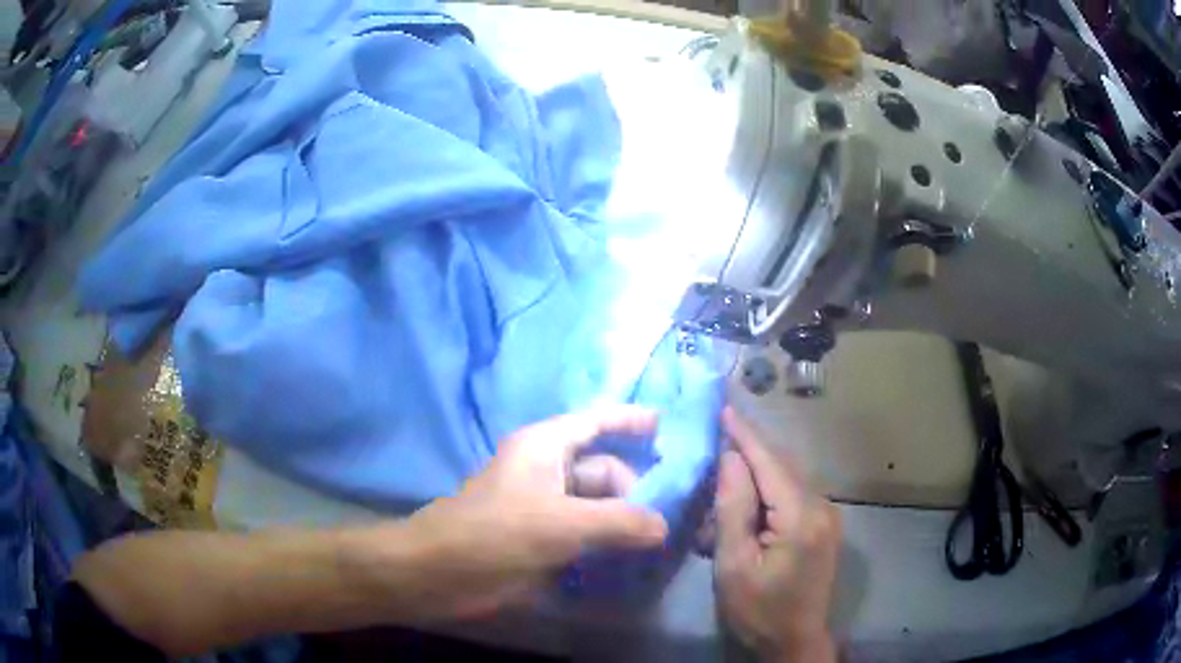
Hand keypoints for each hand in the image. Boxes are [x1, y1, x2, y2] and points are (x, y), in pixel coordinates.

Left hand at [361, 405, 668, 621]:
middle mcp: (547, 470)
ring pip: (596, 504)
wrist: (440, 572)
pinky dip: (608, 540)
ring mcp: (544, 506)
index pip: (596, 422)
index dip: (631, 420)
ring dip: (626, 518)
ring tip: (666, 536)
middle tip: (677, 512)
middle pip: (604, 469)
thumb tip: (663, 526)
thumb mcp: (561, 524)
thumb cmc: (496, 533)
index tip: (669, 426)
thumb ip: (618, 522)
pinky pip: (586, 532)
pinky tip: (635, 555)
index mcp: (546, 447)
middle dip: (638, 488)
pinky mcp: (541, 538)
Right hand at [714, 407, 840, 662]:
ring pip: (788, 478)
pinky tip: (747, 504)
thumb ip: (734, 508)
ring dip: (757, 474)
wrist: (795, 640)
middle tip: (714, 440)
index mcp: (801, 515)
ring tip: (724, 475)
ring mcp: (828, 515)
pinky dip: (769, 491)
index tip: (722, 408)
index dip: (745, 434)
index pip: (769, 462)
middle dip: (749, 451)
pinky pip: (794, 494)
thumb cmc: (758, 609)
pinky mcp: (825, 525)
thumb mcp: (735, 564)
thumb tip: (731, 458)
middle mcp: (822, 506)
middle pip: (781, 465)